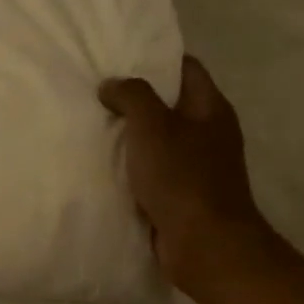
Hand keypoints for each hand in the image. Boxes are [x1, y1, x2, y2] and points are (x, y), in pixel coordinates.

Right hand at [99, 56, 278, 297]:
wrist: (204, 246)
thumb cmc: (182, 177)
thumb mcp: (153, 125)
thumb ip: (132, 96)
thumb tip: (112, 85)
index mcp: (211, 109)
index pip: (186, 68)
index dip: (155, 58)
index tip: (120, 57)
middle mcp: (209, 133)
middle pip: (170, 104)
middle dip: (136, 98)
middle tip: (97, 91)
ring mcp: (197, 167)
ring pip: (159, 140)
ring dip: (131, 135)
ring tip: (92, 124)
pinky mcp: (182, 195)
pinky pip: (153, 171)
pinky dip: (132, 166)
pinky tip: (103, 164)